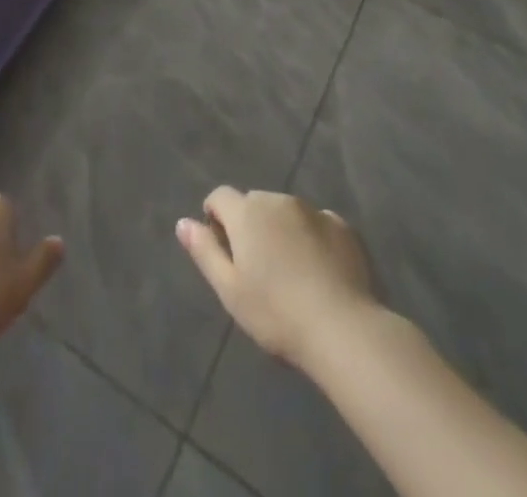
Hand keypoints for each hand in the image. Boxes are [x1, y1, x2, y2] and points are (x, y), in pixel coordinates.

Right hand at [177, 187, 381, 368]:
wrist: (344, 329)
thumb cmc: (277, 313)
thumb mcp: (230, 290)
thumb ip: (204, 251)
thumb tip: (183, 222)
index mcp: (246, 212)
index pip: (220, 196)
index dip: (216, 216)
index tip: (222, 246)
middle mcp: (278, 200)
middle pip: (255, 203)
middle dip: (251, 225)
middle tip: (258, 267)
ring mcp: (313, 210)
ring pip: (287, 212)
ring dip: (282, 230)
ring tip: (292, 272)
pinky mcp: (343, 226)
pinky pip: (319, 224)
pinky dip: (314, 238)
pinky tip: (322, 271)